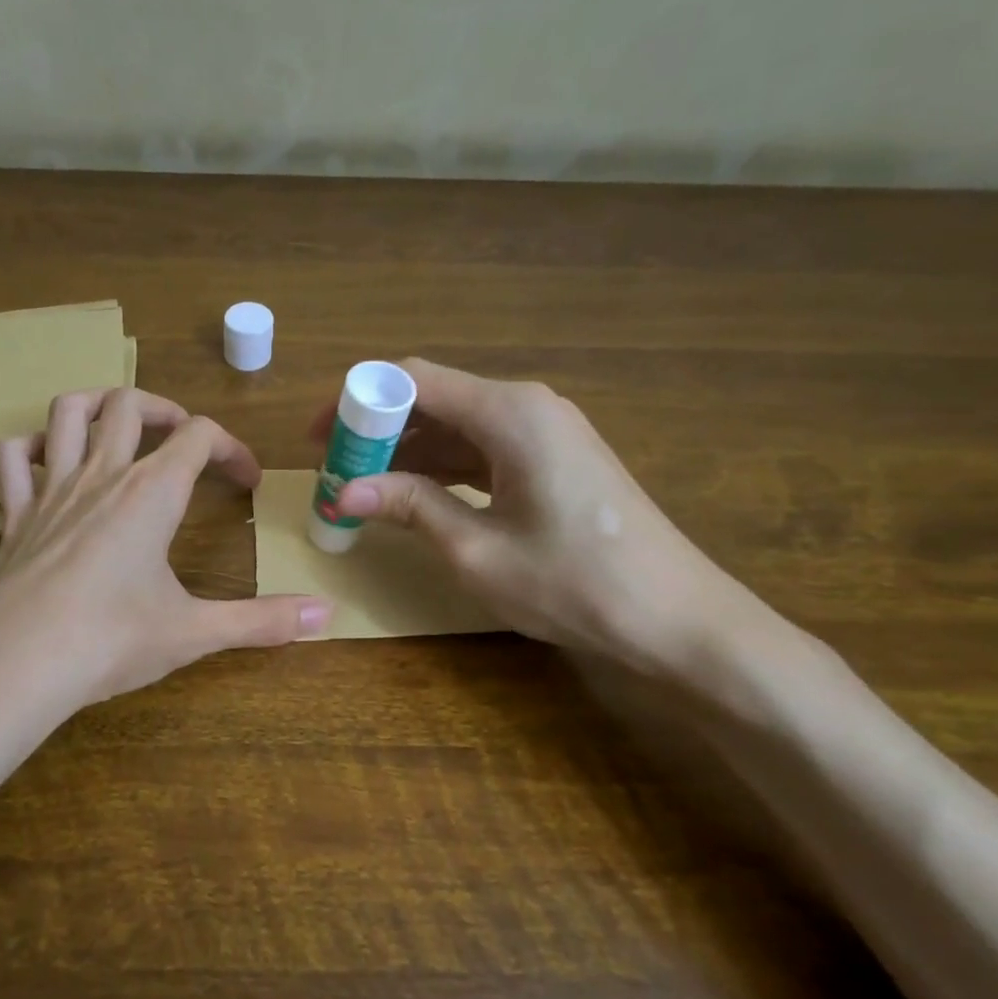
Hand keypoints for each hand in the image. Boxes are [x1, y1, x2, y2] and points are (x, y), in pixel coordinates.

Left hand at [0, 387, 331, 744]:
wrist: (14, 668)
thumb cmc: (110, 643)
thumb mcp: (194, 632)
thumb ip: (263, 621)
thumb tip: (329, 613)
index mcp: (150, 494)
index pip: (199, 436)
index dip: (231, 448)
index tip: (247, 481)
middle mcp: (101, 476)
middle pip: (131, 404)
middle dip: (166, 410)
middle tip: (185, 441)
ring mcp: (50, 492)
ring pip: (68, 412)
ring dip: (98, 403)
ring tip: (120, 424)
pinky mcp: (13, 517)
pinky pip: (12, 459)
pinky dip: (31, 447)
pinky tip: (48, 461)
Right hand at [309, 359, 738, 672]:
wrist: (677, 618)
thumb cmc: (575, 583)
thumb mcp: (477, 550)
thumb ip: (411, 508)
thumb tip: (344, 492)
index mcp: (509, 413)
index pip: (412, 379)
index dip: (357, 402)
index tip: (320, 439)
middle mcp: (528, 406)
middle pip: (434, 398)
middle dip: (378, 430)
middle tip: (334, 470)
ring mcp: (546, 431)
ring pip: (457, 425)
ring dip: (408, 452)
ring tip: (362, 488)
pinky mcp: (554, 458)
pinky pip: (483, 448)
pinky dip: (443, 467)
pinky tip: (413, 495)